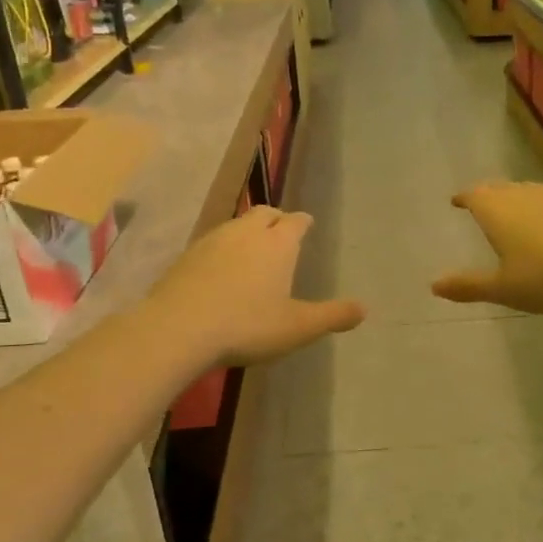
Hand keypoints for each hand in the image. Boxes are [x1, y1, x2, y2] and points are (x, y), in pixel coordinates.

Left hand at [147, 206, 363, 367]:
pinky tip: (220, 269)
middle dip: (276, 219)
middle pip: (265, 213)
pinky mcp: (187, 256)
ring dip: (248, 231)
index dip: (303, 222)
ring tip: (252, 249)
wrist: (178, 328)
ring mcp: (213, 241)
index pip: (296, 221)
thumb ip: (332, 316)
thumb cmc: (247, 326)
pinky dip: (223, 248)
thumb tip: (364, 309)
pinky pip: (212, 242)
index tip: (307, 224)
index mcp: (278, 244)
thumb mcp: (298, 327)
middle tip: (281, 231)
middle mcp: (246, 233)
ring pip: (236, 224)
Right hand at [433, 181, 542, 314]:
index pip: (474, 196)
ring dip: (516, 198)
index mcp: (499, 212)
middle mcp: (524, 196)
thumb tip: (434, 285)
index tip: (456, 201)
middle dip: (487, 195)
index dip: (464, 197)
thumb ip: (469, 286)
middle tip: (480, 202)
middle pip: (500, 189)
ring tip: (513, 210)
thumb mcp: (505, 289)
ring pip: (527, 191)